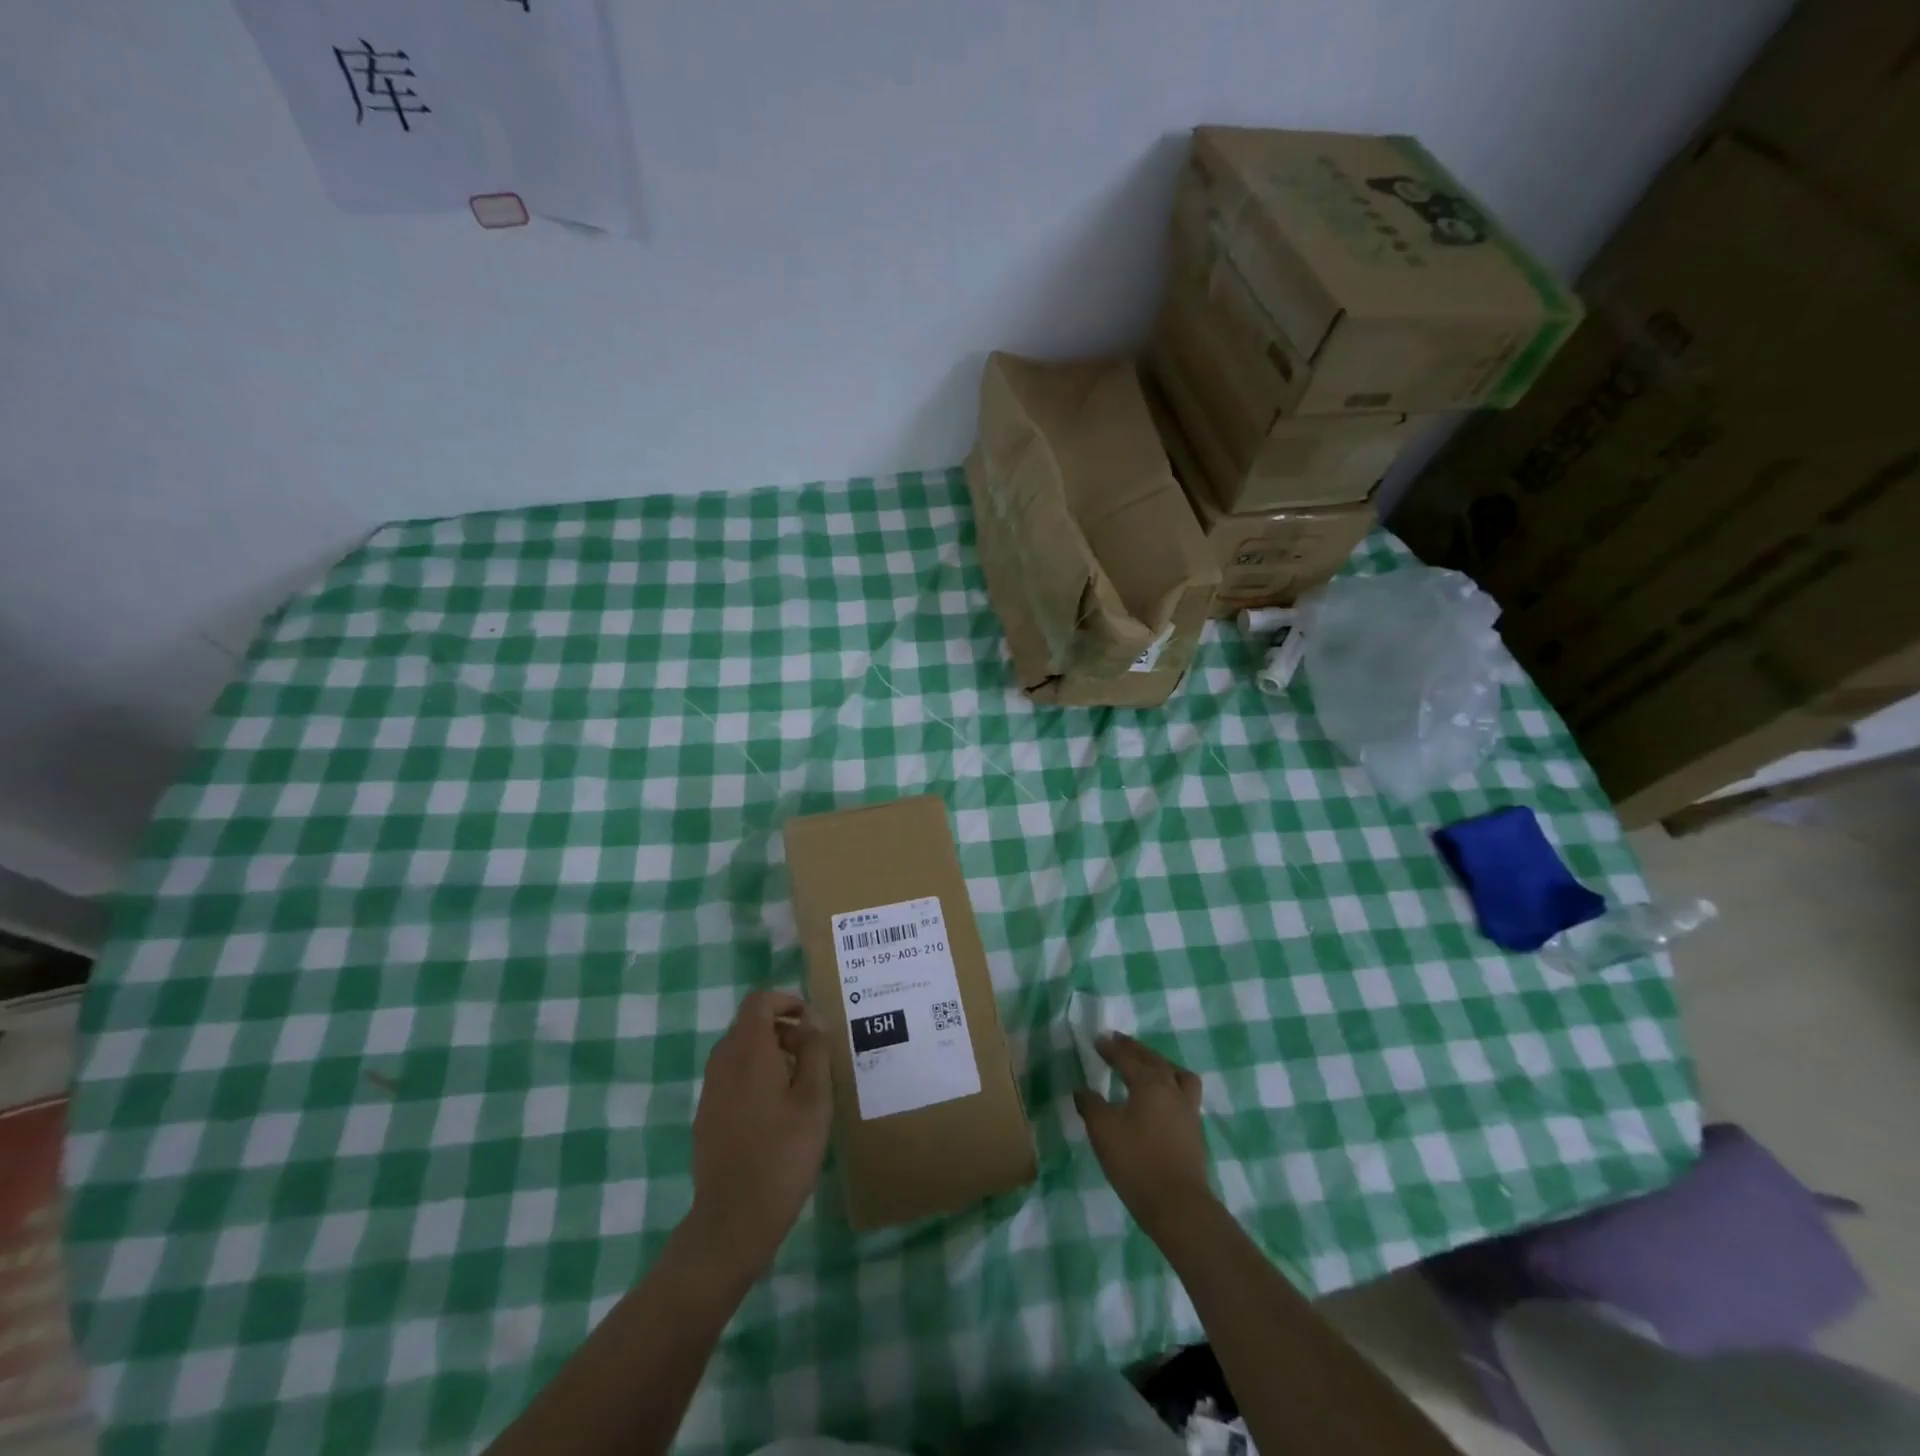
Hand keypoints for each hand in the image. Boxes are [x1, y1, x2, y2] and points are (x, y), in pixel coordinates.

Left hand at [687, 989, 831, 1275]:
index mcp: (748, 1051)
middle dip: (781, 1027)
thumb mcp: (814, 1099)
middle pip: (748, 1024)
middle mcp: (722, 1062)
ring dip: (769, 1052)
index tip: (811, 1021)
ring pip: (739, 1051)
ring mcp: (710, 1091)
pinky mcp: (706, 1117)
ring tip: (799, 1082)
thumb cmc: (783, 1153)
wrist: (733, 1219)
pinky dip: (754, 1075)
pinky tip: (777, 1110)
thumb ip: (814, 1052)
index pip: (759, 1001)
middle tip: (812, 1053)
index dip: (786, 1000)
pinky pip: (731, 1078)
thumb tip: (809, 1024)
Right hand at [1073, 1033, 1213, 1234]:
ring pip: (1176, 1074)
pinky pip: (1184, 1093)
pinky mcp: (1195, 1131)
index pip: (1127, 1058)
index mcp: (1149, 1083)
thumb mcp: (1103, 1130)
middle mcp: (1172, 1089)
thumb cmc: (1137, 1161)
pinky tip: (1161, 1099)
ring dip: (1160, 1064)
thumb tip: (1083, 1090)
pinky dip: (1170, 1085)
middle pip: (1154, 1060)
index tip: (1098, 1040)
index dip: (1111, 1049)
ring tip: (1148, 1065)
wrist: (1178, 1206)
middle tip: (1119, 1041)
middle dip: (1135, 1049)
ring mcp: (1188, 1110)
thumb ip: (1091, 1105)